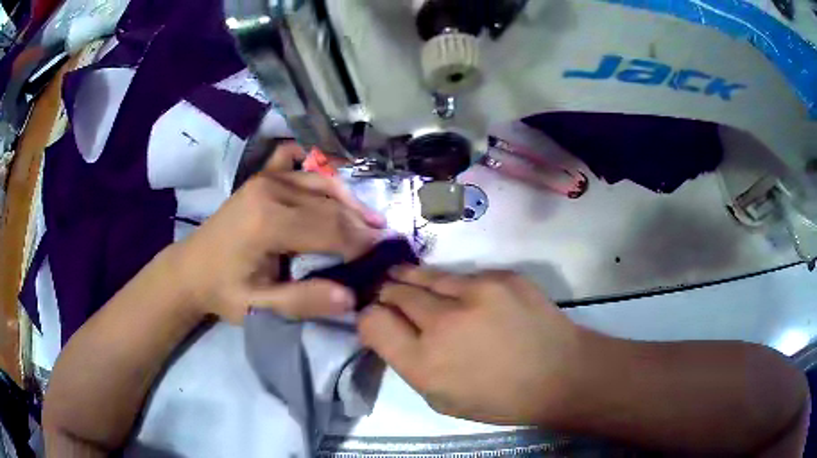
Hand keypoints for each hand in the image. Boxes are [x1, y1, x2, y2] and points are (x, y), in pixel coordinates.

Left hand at [174, 142, 384, 322]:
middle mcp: (271, 190)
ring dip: (350, 201)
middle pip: (330, 205)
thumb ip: (303, 301)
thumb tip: (350, 297)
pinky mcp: (262, 176)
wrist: (191, 268)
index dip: (360, 243)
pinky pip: (297, 161)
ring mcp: (266, 178)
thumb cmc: (224, 290)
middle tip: (385, 241)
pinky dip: (318, 167)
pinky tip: (332, 177)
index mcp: (268, 222)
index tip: (383, 256)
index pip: (330, 229)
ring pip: (322, 184)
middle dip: (360, 224)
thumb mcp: (259, 307)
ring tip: (372, 219)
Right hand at [358, 267, 591, 425]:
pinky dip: (451, 285)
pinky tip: (458, 294)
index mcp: (424, 362)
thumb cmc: (499, 398)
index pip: (372, 321)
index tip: (375, 319)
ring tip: (404, 278)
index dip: (367, 317)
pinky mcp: (501, 276)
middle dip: (385, 294)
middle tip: (386, 295)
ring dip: (410, 280)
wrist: (560, 373)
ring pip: (424, 275)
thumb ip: (408, 363)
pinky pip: (461, 275)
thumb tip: (388, 330)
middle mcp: (443, 322)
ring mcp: (475, 292)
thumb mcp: (441, 399)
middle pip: (393, 291)